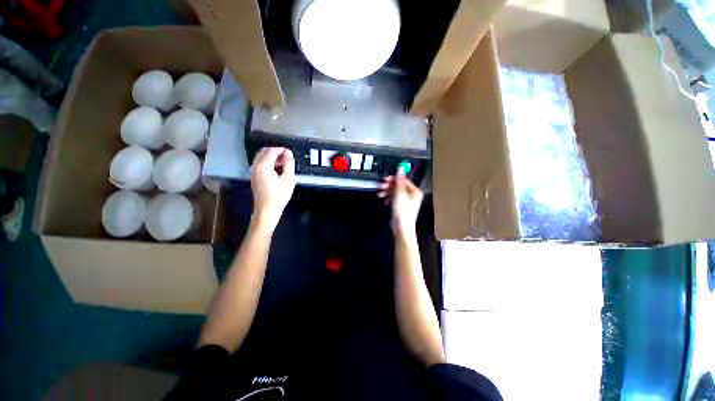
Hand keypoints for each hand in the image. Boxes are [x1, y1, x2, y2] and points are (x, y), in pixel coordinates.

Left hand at [250, 147, 295, 232]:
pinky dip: (268, 162)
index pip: (272, 151)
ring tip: (283, 165)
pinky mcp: (254, 176)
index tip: (291, 154)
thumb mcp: (288, 180)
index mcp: (263, 166)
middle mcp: (255, 166)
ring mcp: (253, 171)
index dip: (282, 150)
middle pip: (264, 151)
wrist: (266, 210)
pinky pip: (260, 163)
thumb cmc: (279, 196)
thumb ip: (289, 164)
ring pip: (261, 157)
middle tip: (287, 159)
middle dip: (276, 152)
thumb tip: (288, 153)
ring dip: (272, 157)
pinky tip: (277, 170)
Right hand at [378, 170, 422, 234]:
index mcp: (415, 191)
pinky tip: (385, 202)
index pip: (404, 180)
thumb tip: (400, 169)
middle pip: (399, 186)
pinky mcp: (402, 206)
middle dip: (389, 187)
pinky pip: (395, 199)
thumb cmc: (403, 211)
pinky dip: (389, 199)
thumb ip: (399, 181)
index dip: (394, 179)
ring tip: (380, 195)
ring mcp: (407, 201)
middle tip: (381, 187)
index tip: (385, 179)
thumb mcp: (399, 194)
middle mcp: (412, 195)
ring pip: (396, 193)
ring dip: (387, 193)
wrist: (401, 227)